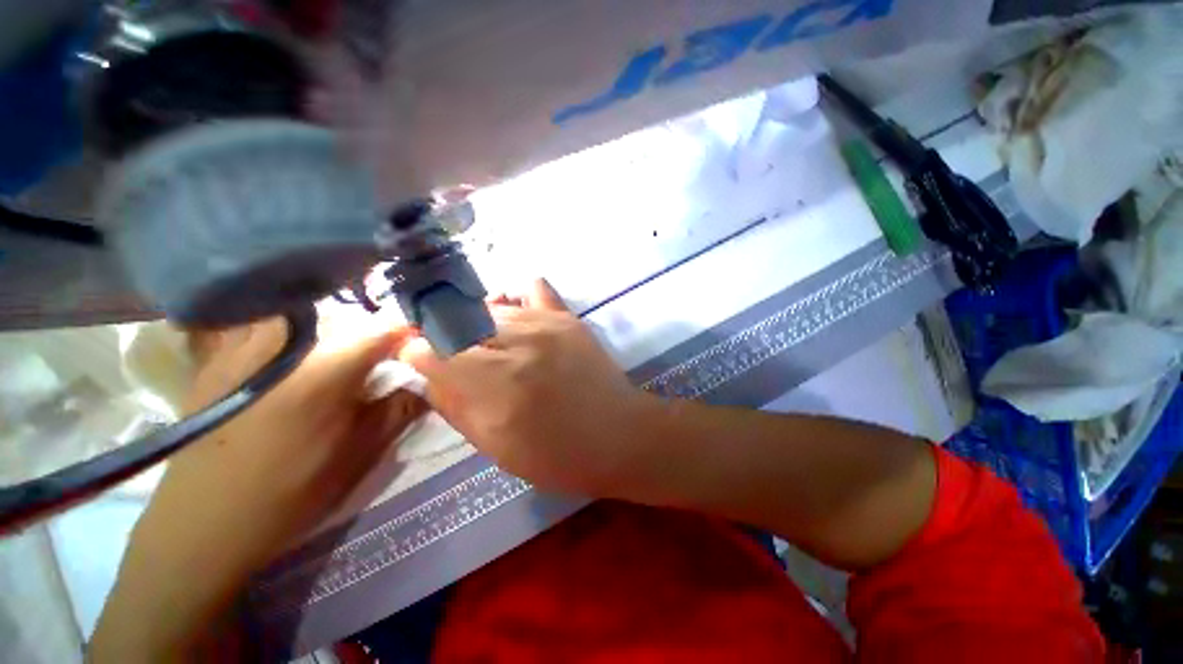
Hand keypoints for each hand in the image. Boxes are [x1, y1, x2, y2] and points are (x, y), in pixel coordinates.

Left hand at [92, 319, 426, 659]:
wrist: (203, 522)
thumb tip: (430, 380)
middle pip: (348, 312)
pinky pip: (270, 321)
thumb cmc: (291, 490)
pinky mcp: (221, 352)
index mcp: (326, 367)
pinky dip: (297, 327)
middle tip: (386, 352)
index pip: (388, 326)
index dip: (412, 332)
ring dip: (337, 324)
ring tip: (346, 350)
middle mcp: (285, 340)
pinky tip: (300, 353)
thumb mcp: (361, 452)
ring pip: (308, 310)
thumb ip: (402, 407)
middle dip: (375, 328)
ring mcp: (244, 342)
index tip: (423, 344)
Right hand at [396, 280, 658, 496]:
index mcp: (494, 385)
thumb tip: (429, 376)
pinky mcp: (567, 317)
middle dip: (444, 336)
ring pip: (488, 307)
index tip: (421, 361)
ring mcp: (545, 324)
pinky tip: (517, 318)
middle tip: (453, 354)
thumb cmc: (559, 456)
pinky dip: (517, 300)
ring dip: (477, 323)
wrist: (619, 435)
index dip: (418, 353)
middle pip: (456, 322)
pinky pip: (532, 288)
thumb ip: (456, 408)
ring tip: (487, 343)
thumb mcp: (496, 449)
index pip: (431, 350)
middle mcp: (515, 345)